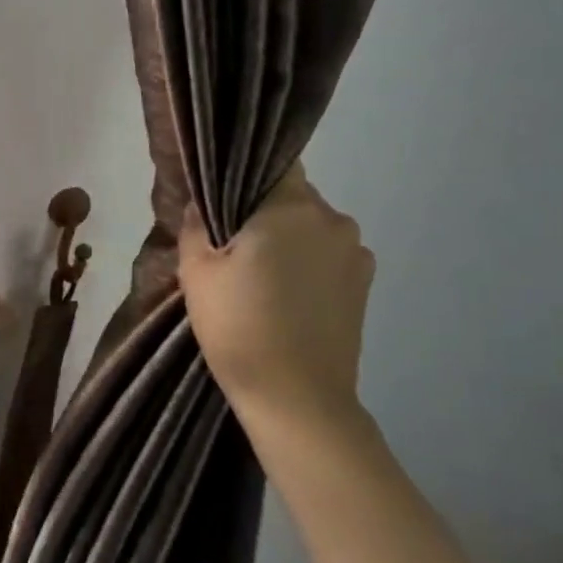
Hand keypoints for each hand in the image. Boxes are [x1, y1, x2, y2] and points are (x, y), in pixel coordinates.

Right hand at [179, 167, 376, 440]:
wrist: (297, 399)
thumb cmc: (238, 328)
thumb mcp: (197, 273)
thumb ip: (197, 225)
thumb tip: (202, 204)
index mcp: (291, 207)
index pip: (274, 164)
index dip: (248, 176)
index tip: (227, 201)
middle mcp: (332, 219)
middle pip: (294, 197)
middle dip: (266, 213)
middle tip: (235, 247)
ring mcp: (355, 252)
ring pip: (312, 228)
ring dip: (290, 240)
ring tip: (263, 279)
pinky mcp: (365, 284)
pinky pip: (329, 256)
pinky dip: (309, 265)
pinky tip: (288, 298)